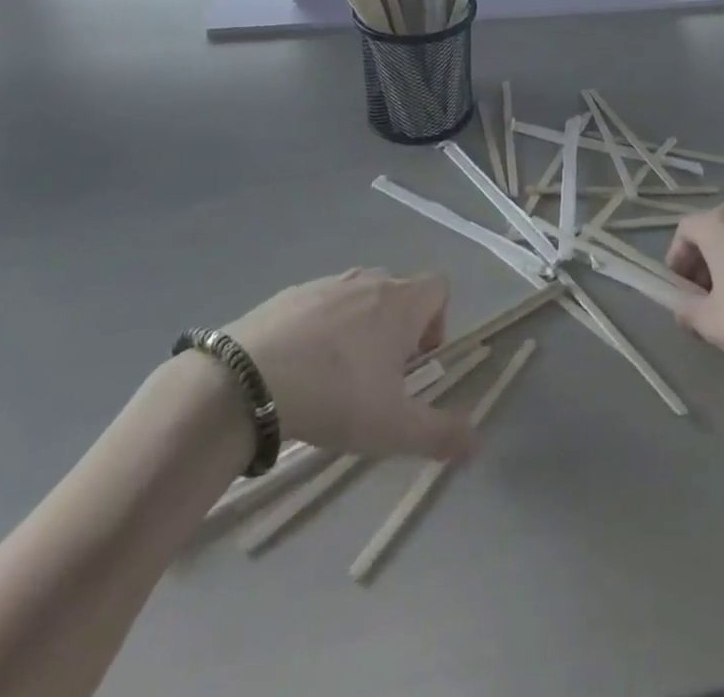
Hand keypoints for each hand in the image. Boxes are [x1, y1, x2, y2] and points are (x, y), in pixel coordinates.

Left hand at [224, 269, 471, 460]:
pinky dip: (319, 328)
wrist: (247, 380)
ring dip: (359, 326)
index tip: (417, 362)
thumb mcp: (392, 428)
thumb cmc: (335, 394)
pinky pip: (319, 304)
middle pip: (399, 291)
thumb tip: (477, 442)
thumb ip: (439, 434)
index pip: (439, 286)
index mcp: (402, 302)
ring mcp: (327, 283)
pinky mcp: (289, 293)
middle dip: (398, 327)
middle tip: (379, 376)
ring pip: (358, 296)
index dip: (438, 320)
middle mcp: (370, 281)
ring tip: (336, 375)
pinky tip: (297, 368)